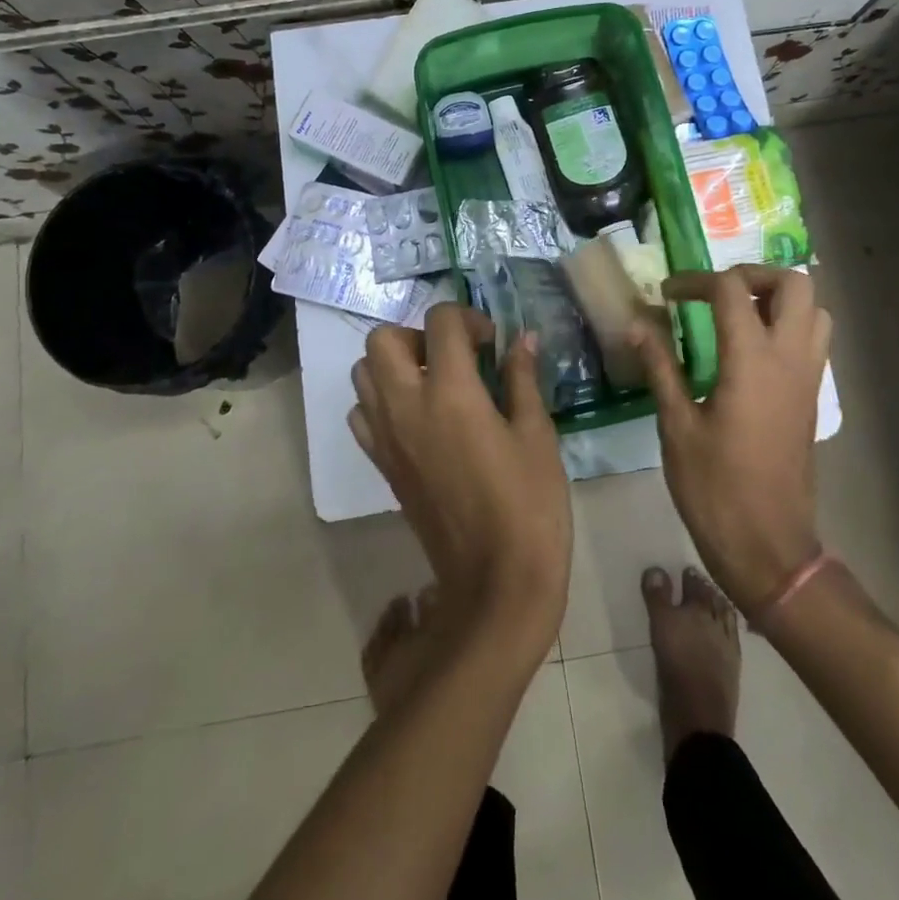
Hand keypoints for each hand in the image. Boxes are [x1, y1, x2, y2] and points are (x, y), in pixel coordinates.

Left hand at [350, 304, 569, 655]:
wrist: (495, 581)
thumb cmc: (529, 504)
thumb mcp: (537, 435)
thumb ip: (522, 379)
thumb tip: (522, 340)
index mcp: (451, 393)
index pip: (441, 323)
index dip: (468, 318)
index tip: (491, 342)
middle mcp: (407, 406)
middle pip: (382, 339)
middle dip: (417, 334)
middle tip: (453, 357)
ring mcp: (387, 437)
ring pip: (363, 373)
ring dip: (393, 364)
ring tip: (434, 383)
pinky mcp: (381, 465)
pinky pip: (362, 415)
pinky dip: (380, 402)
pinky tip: (417, 418)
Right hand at [632, 265, 830, 609]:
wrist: (769, 547)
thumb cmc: (715, 488)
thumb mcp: (676, 425)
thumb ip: (661, 366)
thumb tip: (639, 324)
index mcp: (753, 361)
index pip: (731, 289)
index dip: (695, 281)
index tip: (667, 296)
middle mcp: (790, 359)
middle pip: (794, 284)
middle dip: (752, 275)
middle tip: (715, 292)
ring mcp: (809, 378)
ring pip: (815, 310)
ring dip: (777, 299)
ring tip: (736, 315)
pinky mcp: (811, 398)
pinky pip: (813, 340)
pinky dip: (787, 326)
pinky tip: (749, 351)